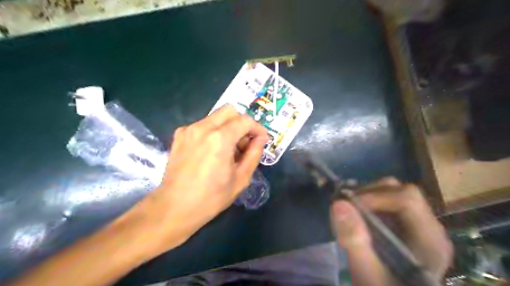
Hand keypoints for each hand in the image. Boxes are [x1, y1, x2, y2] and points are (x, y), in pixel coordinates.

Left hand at [137, 105, 268, 251]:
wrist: (174, 207)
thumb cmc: (211, 197)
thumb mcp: (241, 178)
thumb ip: (254, 154)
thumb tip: (261, 138)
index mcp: (220, 139)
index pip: (245, 120)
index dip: (257, 128)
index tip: (261, 139)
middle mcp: (203, 127)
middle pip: (229, 110)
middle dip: (242, 123)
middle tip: (245, 142)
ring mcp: (189, 130)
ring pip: (215, 116)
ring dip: (228, 127)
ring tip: (229, 149)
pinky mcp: (180, 135)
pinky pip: (203, 125)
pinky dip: (213, 131)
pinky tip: (212, 151)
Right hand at [331, 177, 453, 284]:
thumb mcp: (367, 274)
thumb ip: (354, 240)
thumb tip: (338, 203)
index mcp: (429, 240)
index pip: (407, 199)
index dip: (374, 196)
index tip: (348, 205)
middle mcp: (429, 227)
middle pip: (402, 191)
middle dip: (370, 193)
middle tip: (346, 205)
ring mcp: (419, 224)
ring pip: (394, 192)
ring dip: (368, 195)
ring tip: (349, 208)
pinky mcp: (406, 225)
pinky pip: (388, 202)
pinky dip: (369, 202)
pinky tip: (356, 214)